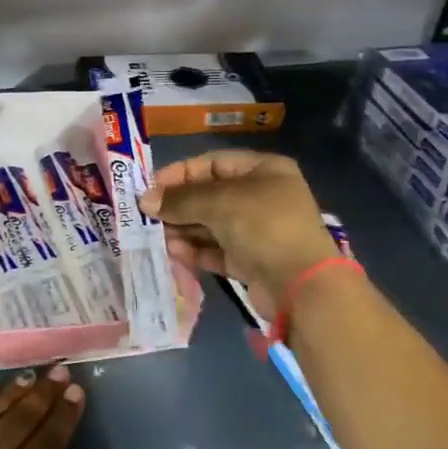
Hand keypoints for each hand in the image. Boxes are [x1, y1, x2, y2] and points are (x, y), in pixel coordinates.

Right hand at [138, 150, 338, 320]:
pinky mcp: (252, 260)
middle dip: (178, 205)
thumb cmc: (262, 226)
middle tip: (147, 216)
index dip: (179, 173)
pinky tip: (175, 253)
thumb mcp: (218, 203)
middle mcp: (261, 196)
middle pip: (209, 195)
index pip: (212, 163)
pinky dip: (196, 251)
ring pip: (210, 224)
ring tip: (157, 237)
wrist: (301, 285)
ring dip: (183, 230)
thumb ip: (179, 200)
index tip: (150, 188)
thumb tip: (145, 200)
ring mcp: (258, 230)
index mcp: (263, 170)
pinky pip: (216, 249)